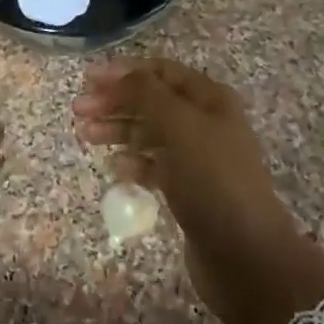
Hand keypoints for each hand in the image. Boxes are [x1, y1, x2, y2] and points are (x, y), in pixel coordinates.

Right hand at [73, 57, 323, 323]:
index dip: (124, 72)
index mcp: (210, 99)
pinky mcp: (190, 189)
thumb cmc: (212, 179)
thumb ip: (147, 94)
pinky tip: (115, 168)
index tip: (87, 80)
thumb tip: (121, 75)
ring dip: (118, 130)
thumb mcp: (179, 126)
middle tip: (78, 111)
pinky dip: (133, 162)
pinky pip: (155, 165)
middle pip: (152, 101)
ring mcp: (199, 157)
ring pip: (150, 133)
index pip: (161, 71)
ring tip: (85, 135)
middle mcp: (206, 122)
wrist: (244, 252)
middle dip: (115, 101)